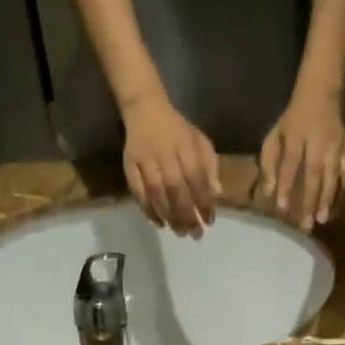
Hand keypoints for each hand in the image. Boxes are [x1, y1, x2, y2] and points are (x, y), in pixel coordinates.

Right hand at [122, 94, 218, 235]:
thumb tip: (216, 194)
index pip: (197, 178)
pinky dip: (148, 210)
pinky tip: (159, 223)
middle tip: (195, 234)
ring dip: (169, 216)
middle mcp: (164, 153)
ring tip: (179, 232)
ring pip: (157, 193)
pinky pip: (138, 192)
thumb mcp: (200, 141)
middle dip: (187, 215)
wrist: (144, 109)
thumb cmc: (177, 130)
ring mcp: (145, 160)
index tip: (210, 221)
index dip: (204, 202)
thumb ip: (210, 166)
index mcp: (185, 145)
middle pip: (176, 189)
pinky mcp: (129, 166)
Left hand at [261, 85, 344, 229]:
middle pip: (315, 174)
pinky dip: (341, 192)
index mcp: (297, 136)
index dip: (287, 186)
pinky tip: (335, 208)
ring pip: (333, 176)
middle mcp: (319, 143)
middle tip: (306, 225)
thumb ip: (269, 163)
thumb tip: (268, 192)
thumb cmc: (294, 118)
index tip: (283, 208)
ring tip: (322, 220)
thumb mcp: (275, 134)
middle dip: (310, 200)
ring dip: (328, 200)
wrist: (322, 91)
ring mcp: (336, 147)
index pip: (291, 164)